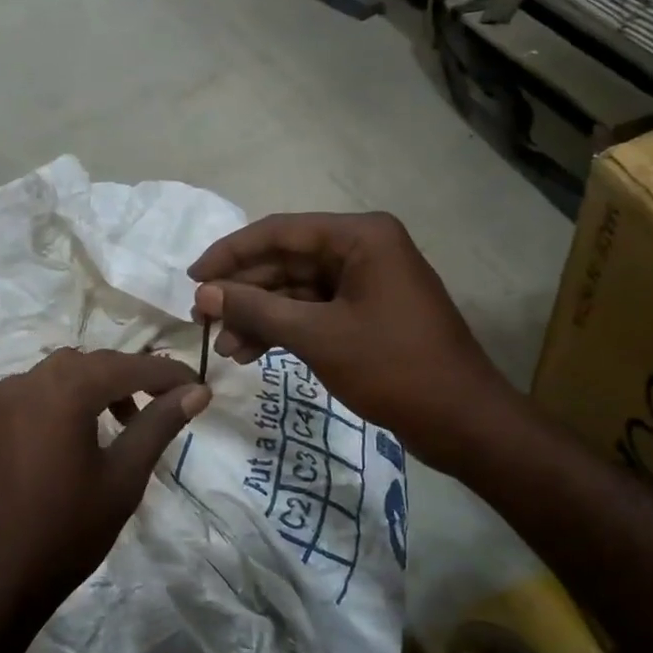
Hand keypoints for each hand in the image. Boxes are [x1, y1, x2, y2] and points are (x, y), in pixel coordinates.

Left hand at [0, 349, 210, 631]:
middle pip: (94, 363)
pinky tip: (84, 434)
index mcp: (64, 389)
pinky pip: (39, 393)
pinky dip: (70, 399)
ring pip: (64, 374)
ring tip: (127, 422)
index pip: (129, 366)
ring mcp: (3, 401)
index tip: (201, 388)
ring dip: (100, 386)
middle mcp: (29, 381)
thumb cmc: (65, 532)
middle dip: (133, 377)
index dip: (169, 374)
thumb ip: (159, 425)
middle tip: (167, 404)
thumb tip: (197, 391)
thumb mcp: (123, 478)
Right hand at [189, 212, 511, 473]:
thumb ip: (257, 309)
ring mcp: (366, 283)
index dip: (230, 254)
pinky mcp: (366, 314)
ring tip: (225, 348)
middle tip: (202, 320)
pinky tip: (251, 354)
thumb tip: (204, 292)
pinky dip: (283, 330)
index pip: (279, 231)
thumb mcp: (318, 336)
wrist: (461, 420)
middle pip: (286, 260)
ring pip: (296, 290)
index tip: (191, 278)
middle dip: (244, 292)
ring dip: (259, 316)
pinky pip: (313, 312)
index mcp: (360, 236)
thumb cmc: (393, 368)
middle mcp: (363, 249)